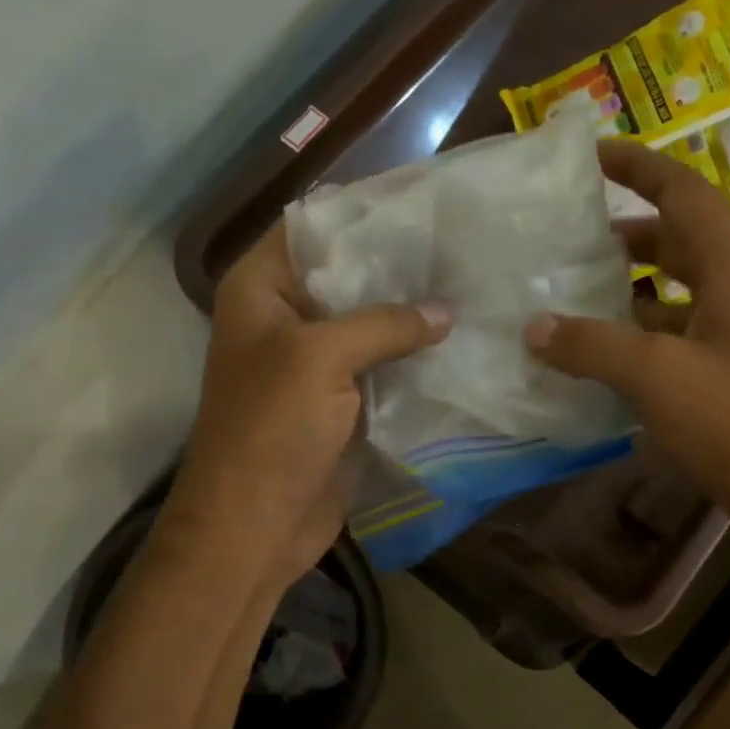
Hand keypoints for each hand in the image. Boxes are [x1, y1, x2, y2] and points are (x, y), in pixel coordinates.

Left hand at [160, 227, 449, 593]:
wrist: (256, 525)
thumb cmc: (271, 429)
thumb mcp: (321, 358)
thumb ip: (384, 323)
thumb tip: (445, 312)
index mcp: (262, 290)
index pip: (314, 227)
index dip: (365, 212)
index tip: (426, 203)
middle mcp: (288, 318)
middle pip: (350, 276)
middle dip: (401, 267)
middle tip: (464, 247)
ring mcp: (317, 364)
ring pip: (371, 325)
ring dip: (414, 316)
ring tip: (474, 288)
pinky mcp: (343, 404)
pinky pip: (383, 369)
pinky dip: (415, 360)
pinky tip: (461, 343)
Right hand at [525, 139, 729, 536]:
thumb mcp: (656, 377)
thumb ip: (590, 346)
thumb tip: (533, 327)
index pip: (681, 191)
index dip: (636, 166)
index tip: (589, 156)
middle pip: (679, 236)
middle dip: (625, 229)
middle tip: (568, 233)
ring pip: (678, 285)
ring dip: (631, 283)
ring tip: (573, 287)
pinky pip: (680, 327)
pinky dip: (642, 328)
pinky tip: (602, 349)